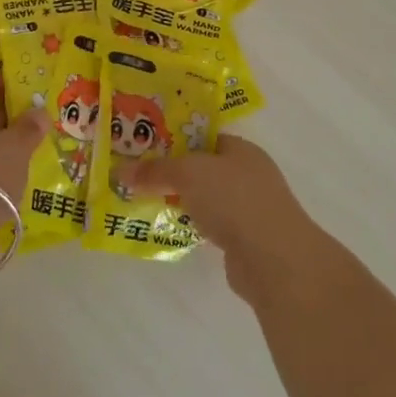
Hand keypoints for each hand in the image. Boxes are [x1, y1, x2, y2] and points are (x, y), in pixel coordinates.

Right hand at [119, 136, 324, 302]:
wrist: (274, 259)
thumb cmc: (234, 200)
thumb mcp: (188, 173)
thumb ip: (155, 171)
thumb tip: (120, 172)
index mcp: (241, 149)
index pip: (203, 137)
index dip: (174, 139)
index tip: (144, 146)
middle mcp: (248, 175)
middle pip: (203, 168)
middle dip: (173, 172)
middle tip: (138, 174)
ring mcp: (249, 209)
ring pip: (206, 198)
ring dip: (181, 201)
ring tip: (145, 201)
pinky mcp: (244, 240)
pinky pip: (210, 225)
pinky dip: (192, 226)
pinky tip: (170, 228)